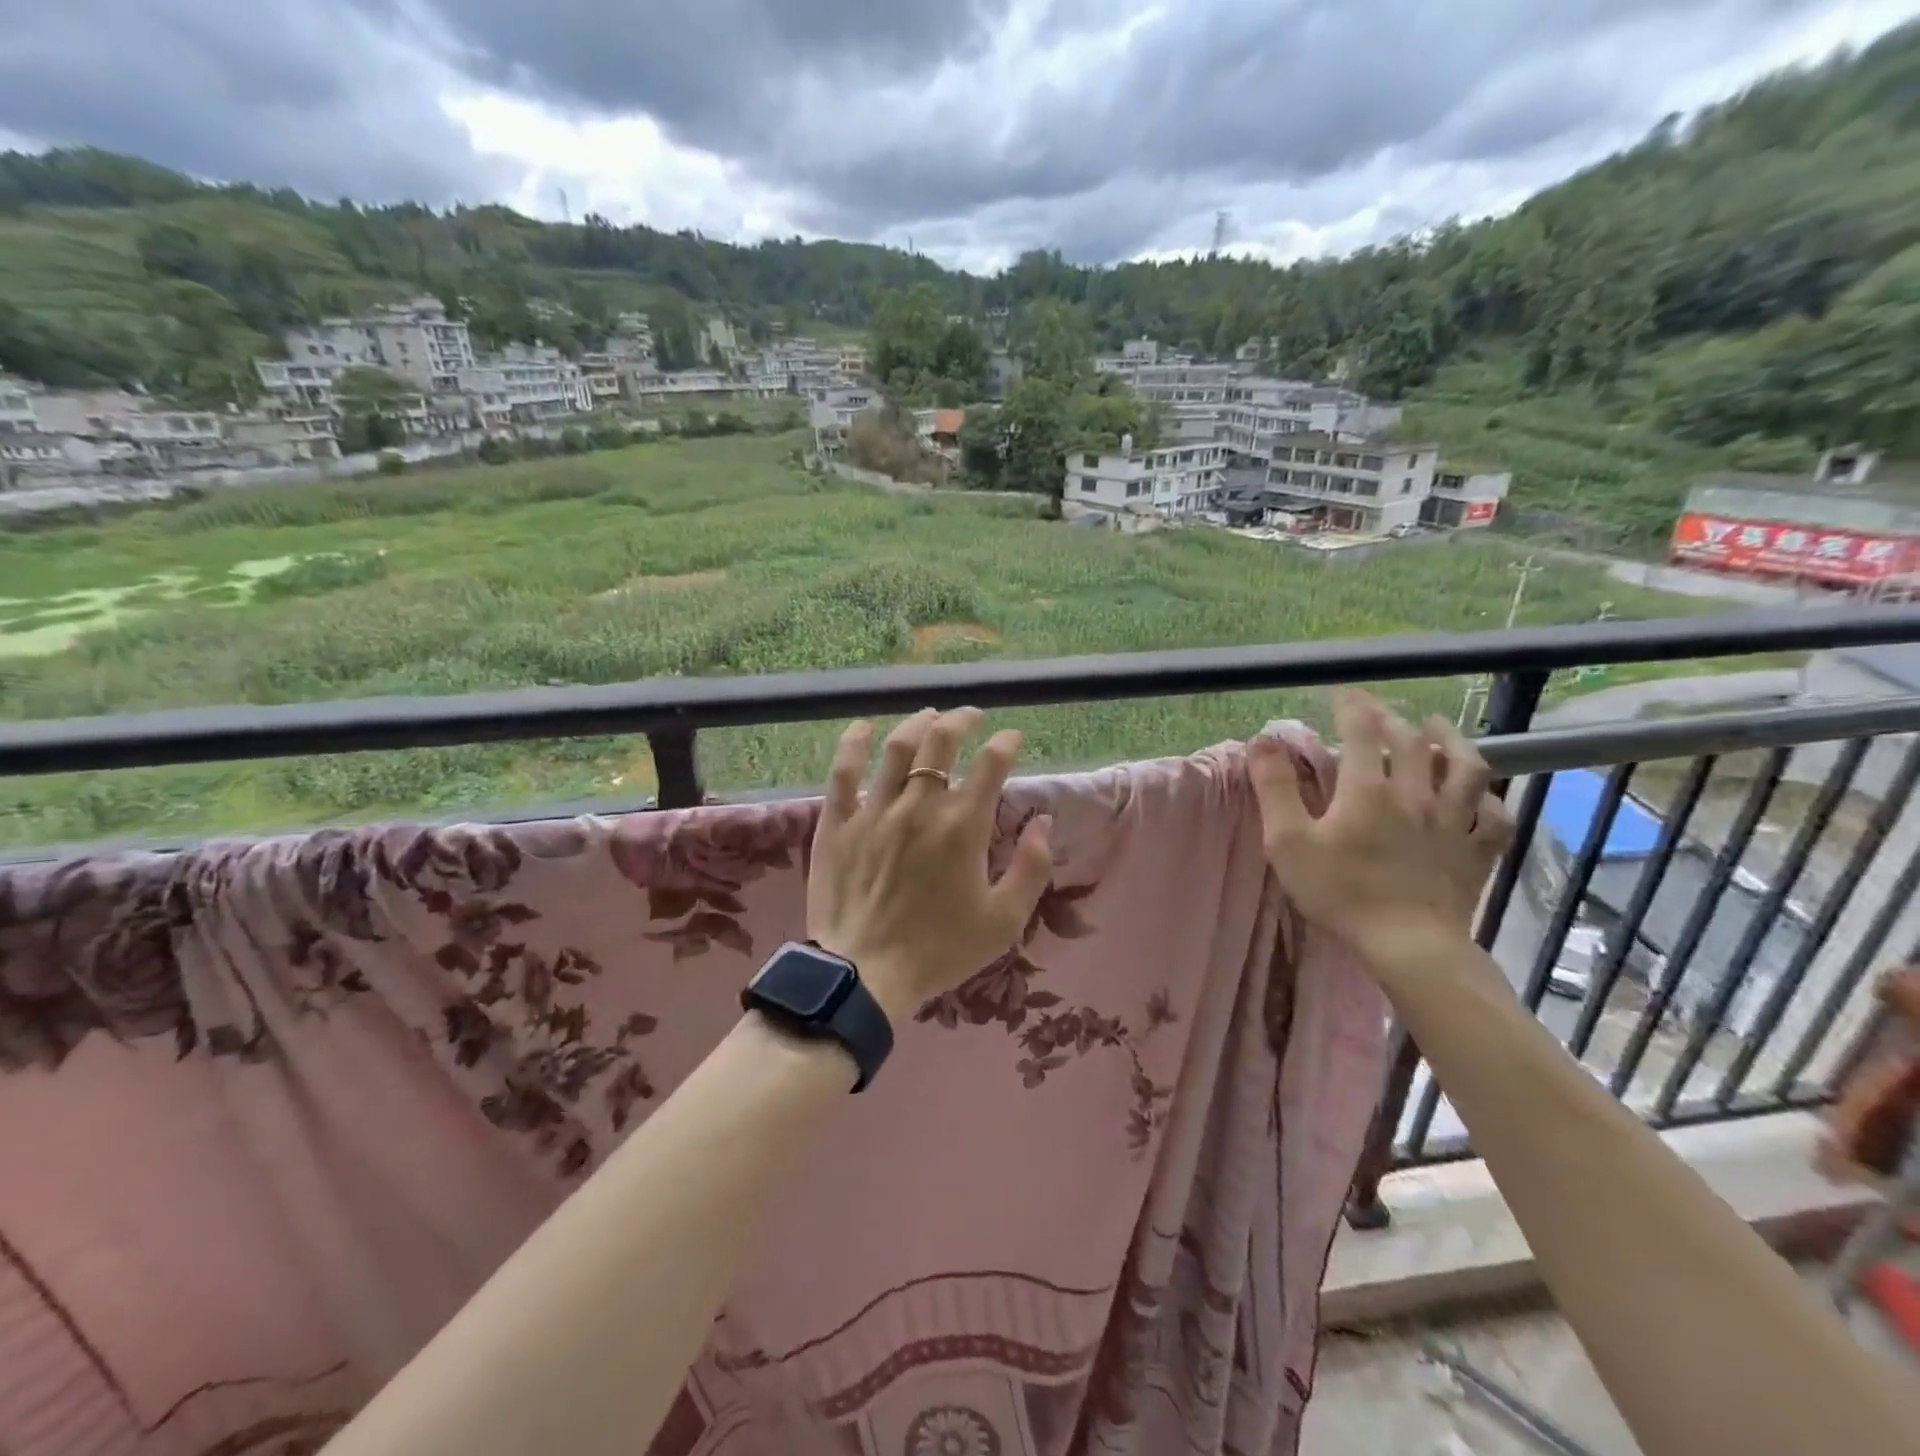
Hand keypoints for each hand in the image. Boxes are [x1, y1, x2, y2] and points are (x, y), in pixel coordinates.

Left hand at [807, 708, 1052, 1025]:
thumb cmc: (939, 950)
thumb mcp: (1004, 920)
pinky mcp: (838, 822)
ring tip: (930, 715)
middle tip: (973, 717)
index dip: (1006, 742)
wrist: (864, 975)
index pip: (991, 764)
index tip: (1013, 738)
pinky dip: (854, 743)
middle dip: (962, 720)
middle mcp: (919, 806)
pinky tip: (863, 727)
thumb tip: (1041, 821)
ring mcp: (874, 810)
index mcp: (963, 826)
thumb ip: (1031, 867)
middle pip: (942, 741)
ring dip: (918, 723)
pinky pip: (844, 771)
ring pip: (897, 747)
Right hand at [1247, 690, 1513, 978]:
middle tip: (1379, 712)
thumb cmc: (1340, 892)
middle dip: (1393, 719)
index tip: (1343, 693)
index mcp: (1368, 789)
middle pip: (1411, 742)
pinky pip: (1494, 817)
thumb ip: (1274, 788)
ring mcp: (1454, 822)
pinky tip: (1481, 798)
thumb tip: (1263, 741)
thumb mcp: (1288, 841)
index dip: (1352, 706)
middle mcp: (1416, 794)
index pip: (1362, 731)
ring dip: (1452, 741)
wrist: (1408, 945)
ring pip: (1466, 768)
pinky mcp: (1477, 852)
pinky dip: (1489, 801)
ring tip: (1438, 729)